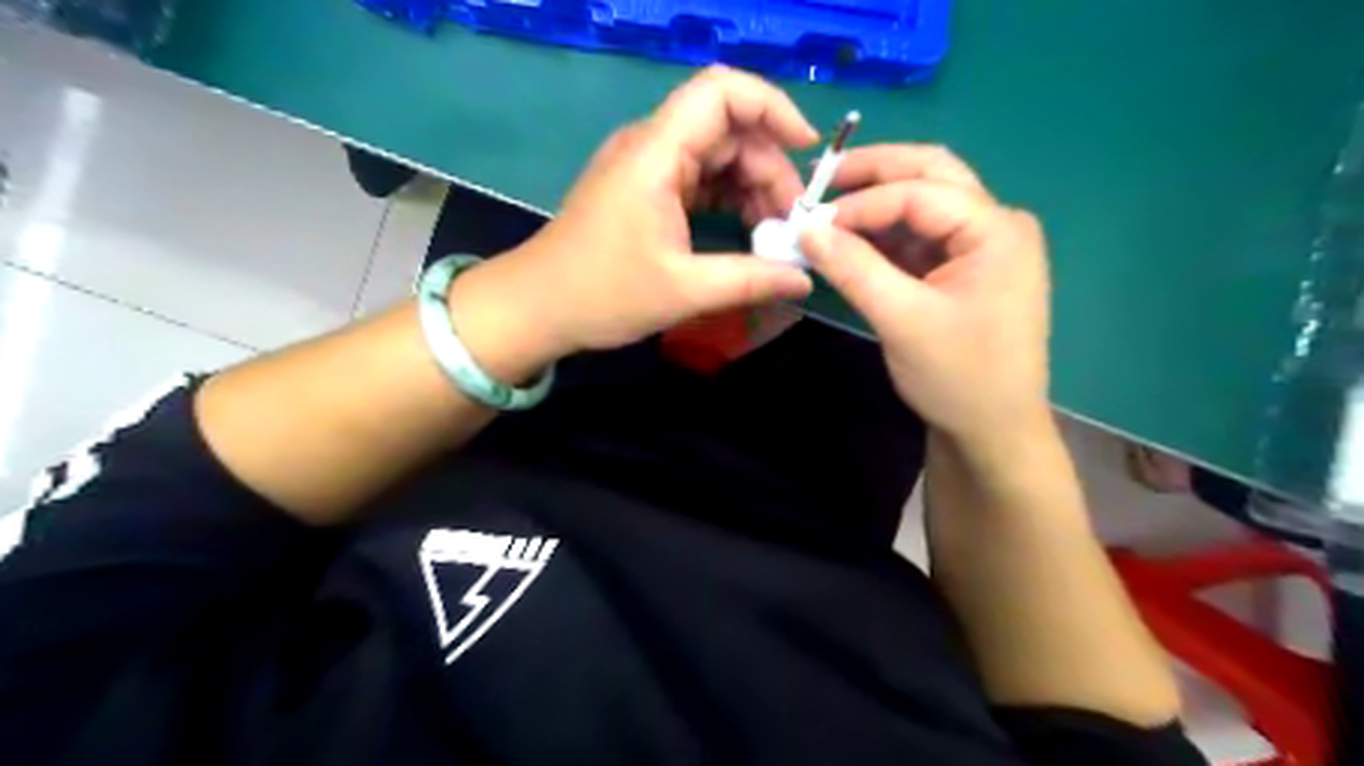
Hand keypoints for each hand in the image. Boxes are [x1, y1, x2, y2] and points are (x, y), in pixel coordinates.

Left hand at [450, 66, 813, 376]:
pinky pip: (700, 179)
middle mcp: (652, 146)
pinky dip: (730, 200)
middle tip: (793, 224)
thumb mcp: (684, 291)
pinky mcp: (646, 189)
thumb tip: (806, 279)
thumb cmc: (602, 295)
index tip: (806, 151)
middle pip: (728, 129)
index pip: (722, 92)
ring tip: (775, 234)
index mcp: (655, 153)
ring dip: (752, 188)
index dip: (772, 107)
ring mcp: (647, 167)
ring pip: (717, 155)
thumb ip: (751, 280)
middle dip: (769, 169)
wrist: (537, 308)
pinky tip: (749, 232)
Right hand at [803, 144, 1053, 449]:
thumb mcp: (902, 320)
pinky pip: (918, 236)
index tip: (809, 220)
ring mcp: (980, 246)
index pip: (920, 191)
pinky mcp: (961, 269)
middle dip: (873, 174)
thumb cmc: (958, 377)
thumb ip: (854, 268)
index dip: (861, 201)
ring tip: (826, 209)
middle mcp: (995, 224)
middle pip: (930, 175)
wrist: (991, 431)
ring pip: (923, 202)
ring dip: (875, 203)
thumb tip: (804, 228)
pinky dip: (882, 234)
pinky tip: (849, 240)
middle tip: (820, 182)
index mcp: (996, 229)